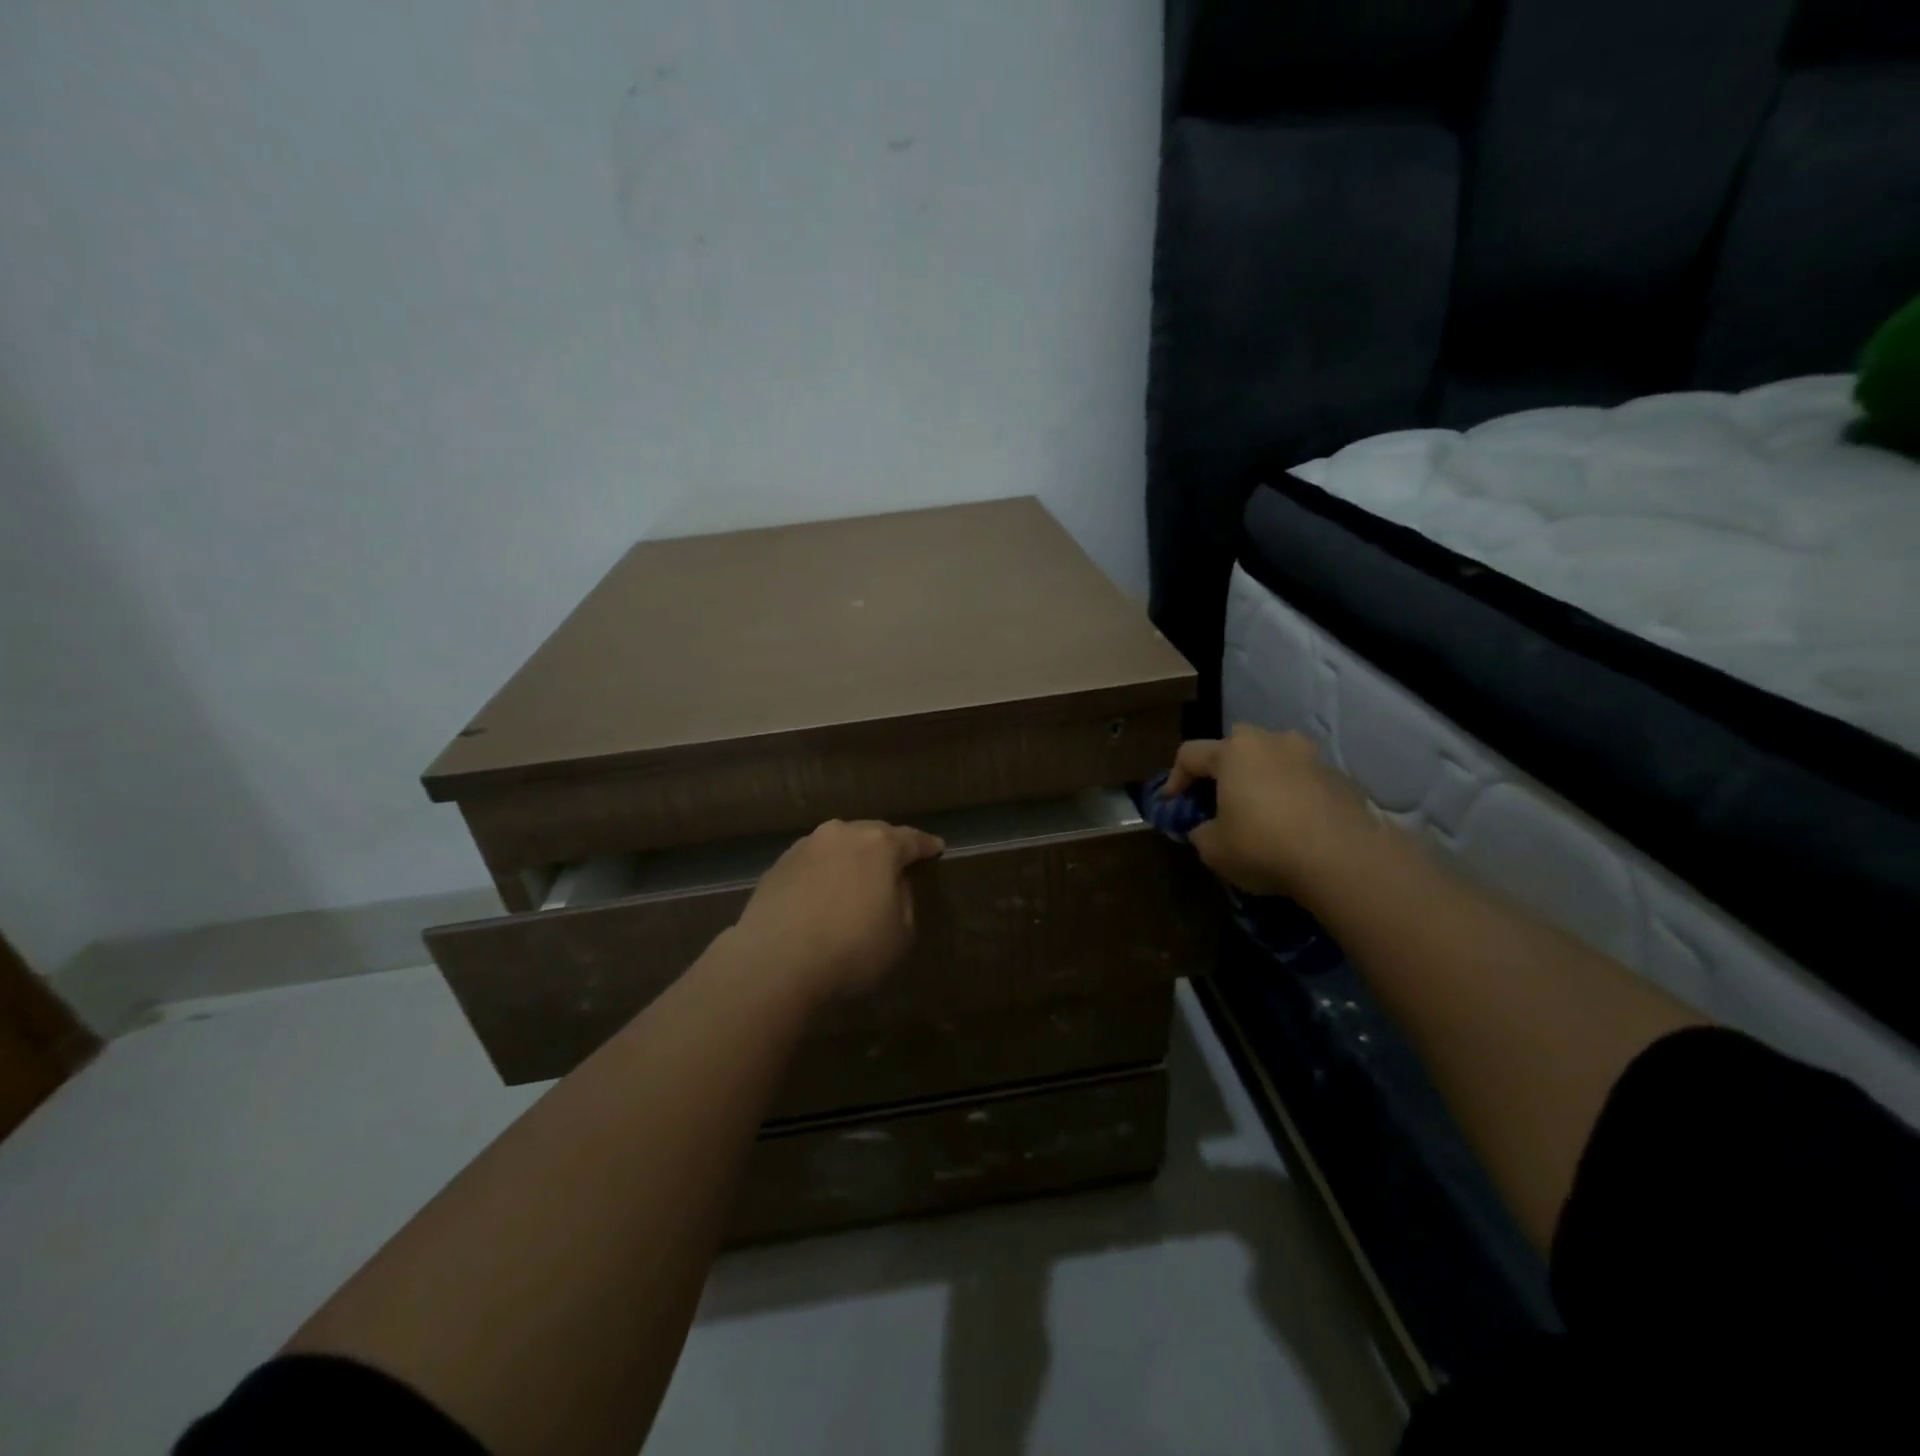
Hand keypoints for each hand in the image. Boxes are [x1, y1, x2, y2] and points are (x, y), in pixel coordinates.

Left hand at [731, 819, 944, 1001]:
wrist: (775, 962)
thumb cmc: (851, 948)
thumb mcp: (900, 933)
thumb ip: (905, 900)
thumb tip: (894, 884)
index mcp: (879, 845)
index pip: (911, 839)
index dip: (926, 845)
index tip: (937, 848)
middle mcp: (841, 834)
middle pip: (872, 834)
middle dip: (886, 847)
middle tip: (896, 863)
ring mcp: (805, 847)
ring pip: (838, 845)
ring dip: (850, 858)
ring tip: (856, 878)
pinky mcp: (777, 866)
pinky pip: (811, 863)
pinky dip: (823, 873)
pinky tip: (823, 893)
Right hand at [1163, 726, 1376, 896]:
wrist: (1345, 859)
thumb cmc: (1264, 846)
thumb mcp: (1213, 849)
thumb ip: (1200, 832)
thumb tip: (1205, 828)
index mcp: (1233, 751)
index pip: (1189, 754)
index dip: (1174, 780)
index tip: (1171, 806)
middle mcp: (1272, 742)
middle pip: (1235, 746)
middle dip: (1222, 769)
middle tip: (1217, 799)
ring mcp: (1310, 756)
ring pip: (1274, 759)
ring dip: (1261, 778)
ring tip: (1259, 810)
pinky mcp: (1340, 778)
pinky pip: (1303, 780)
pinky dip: (1291, 795)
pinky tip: (1293, 825)